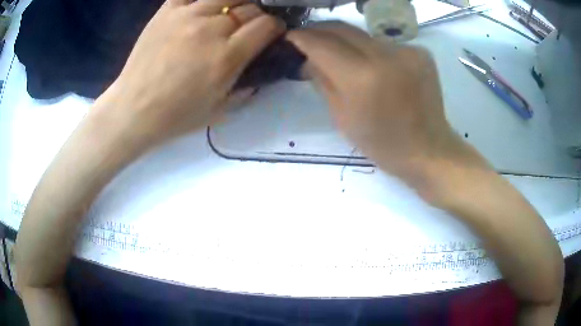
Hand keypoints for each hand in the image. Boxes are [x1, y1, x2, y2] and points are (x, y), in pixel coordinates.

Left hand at [96, 0, 284, 148]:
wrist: (133, 109)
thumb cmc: (175, 116)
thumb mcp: (219, 111)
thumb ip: (245, 87)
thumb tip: (261, 69)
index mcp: (226, 57)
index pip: (266, 25)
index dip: (275, 27)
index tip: (271, 32)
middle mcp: (210, 30)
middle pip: (249, 7)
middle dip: (256, 16)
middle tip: (247, 26)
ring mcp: (186, 16)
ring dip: (235, 2)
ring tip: (228, 13)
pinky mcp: (166, 11)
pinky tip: (204, 6)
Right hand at [287, 22, 466, 181]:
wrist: (429, 150)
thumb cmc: (383, 144)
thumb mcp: (342, 118)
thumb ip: (322, 81)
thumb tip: (309, 57)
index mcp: (362, 79)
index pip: (322, 44)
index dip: (303, 37)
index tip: (291, 36)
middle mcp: (386, 56)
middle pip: (343, 29)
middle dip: (320, 30)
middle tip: (308, 37)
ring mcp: (407, 51)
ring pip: (364, 35)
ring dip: (347, 41)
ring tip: (341, 55)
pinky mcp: (421, 52)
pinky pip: (385, 44)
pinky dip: (372, 50)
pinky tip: (374, 66)